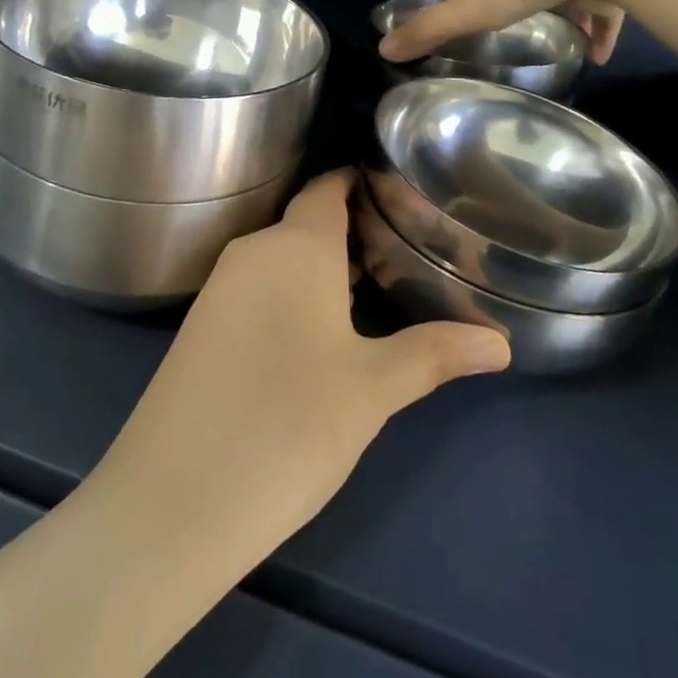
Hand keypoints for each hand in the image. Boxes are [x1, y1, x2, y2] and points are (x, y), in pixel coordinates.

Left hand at [92, 170, 509, 547]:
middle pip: (306, 223)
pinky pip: (255, 287)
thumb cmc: (290, 423)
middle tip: (400, 252)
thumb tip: (500, 343)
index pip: (327, 188)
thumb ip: (434, 354)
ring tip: (369, 292)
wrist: (177, 495)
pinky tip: (312, 335)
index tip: (395, 190)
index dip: (358, 182)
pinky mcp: (200, 324)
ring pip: (280, 258)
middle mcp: (253, 251)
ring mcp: (220, 287)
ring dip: (320, 268)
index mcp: (295, 245)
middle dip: (350, 233)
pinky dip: (289, 294)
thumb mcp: (372, 389)